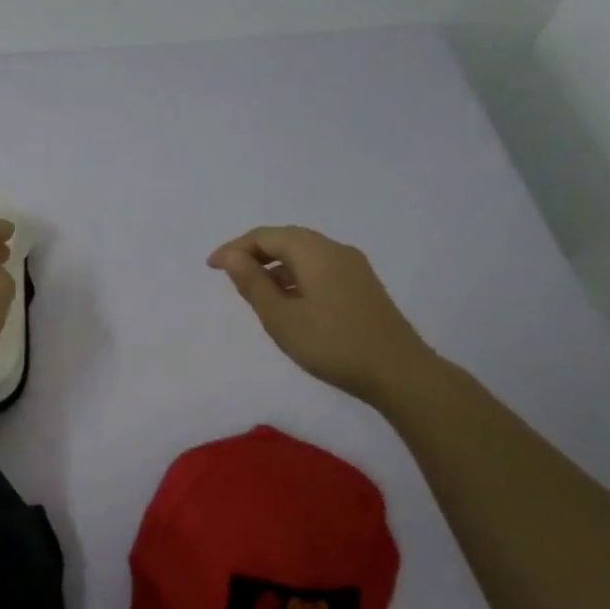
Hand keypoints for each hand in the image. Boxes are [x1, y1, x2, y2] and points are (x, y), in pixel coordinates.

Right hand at [208, 226, 435, 405]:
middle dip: (254, 253)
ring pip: (304, 254)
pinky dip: (295, 276)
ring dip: (275, 265)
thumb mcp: (281, 317)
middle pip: (286, 239)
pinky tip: (288, 302)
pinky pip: (319, 268)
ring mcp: (353, 267)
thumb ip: (252, 283)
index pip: (265, 236)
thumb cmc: (332, 344)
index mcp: (314, 251)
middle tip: (229, 274)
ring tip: (254, 291)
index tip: (211, 267)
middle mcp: (335, 250)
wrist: (399, 372)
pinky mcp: (362, 286)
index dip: (234, 248)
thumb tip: (231, 256)